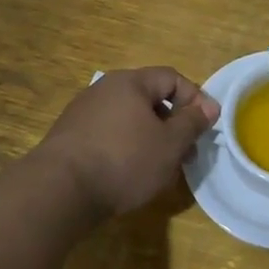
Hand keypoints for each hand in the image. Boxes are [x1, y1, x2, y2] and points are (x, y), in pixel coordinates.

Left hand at [36, 67, 218, 218]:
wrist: (59, 191)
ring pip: (130, 120)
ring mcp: (83, 113)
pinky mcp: (71, 138)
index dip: (195, 99)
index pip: (172, 78)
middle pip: (150, 99)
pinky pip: (110, 136)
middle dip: (174, 124)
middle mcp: (104, 90)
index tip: (206, 127)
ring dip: (152, 139)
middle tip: (187, 152)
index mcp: (130, 82)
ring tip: (162, 168)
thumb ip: (193, 122)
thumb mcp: (170, 144)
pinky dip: (127, 149)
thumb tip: (209, 106)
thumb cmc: (124, 160)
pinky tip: (131, 174)